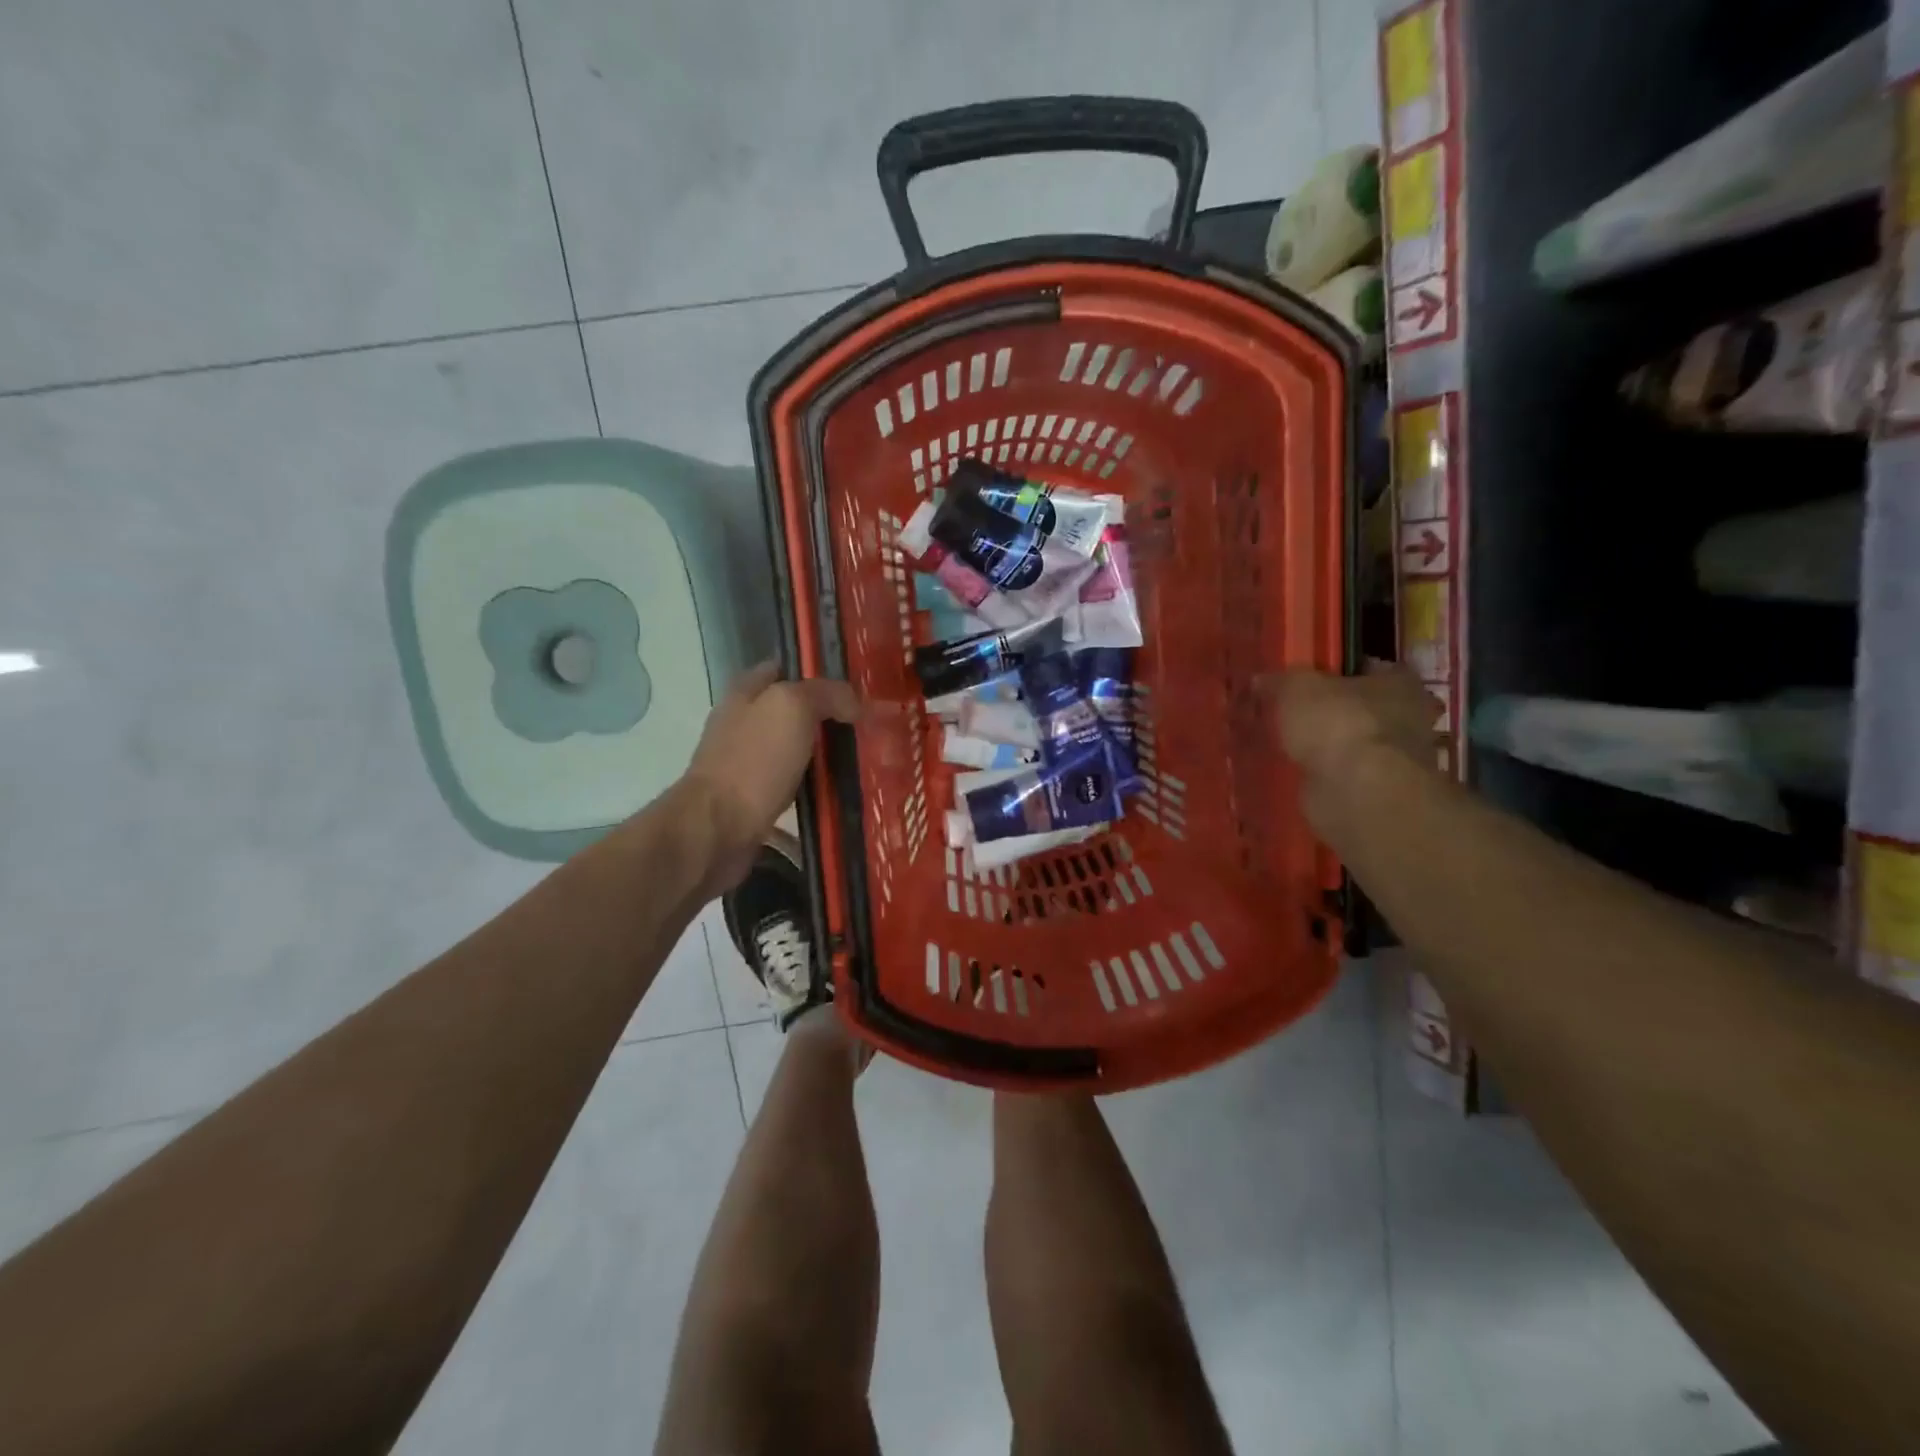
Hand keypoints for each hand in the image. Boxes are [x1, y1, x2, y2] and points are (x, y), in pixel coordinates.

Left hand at [683, 662, 859, 891]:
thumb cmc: (754, 760)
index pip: (782, 669)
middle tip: (865, 728)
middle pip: (790, 712)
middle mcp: (741, 724)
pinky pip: (792, 786)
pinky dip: (813, 788)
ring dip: (822, 756)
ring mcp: (745, 763)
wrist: (718, 828)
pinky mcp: (752, 799)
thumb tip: (853, 703)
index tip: (851, 689)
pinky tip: (838, 794)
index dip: (815, 674)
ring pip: (793, 750)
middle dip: (824, 717)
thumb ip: (825, 694)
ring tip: (861, 761)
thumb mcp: (793, 708)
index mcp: (744, 693)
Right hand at [1263, 664, 1438, 827]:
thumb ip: (1278, 681)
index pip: (1369, 668)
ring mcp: (1395, 760)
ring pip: (1353, 744)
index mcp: (1400, 683)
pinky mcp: (1377, 792)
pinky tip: (1297, 771)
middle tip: (1292, 713)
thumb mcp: (1296, 688)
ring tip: (1288, 744)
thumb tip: (1260, 681)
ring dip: (1328, 746)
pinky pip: (1345, 774)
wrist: (1356, 791)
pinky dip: (1325, 774)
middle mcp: (1408, 719)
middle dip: (1332, 711)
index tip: (1308, 679)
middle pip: (1362, 707)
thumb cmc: (1337, 724)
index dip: (1337, 670)